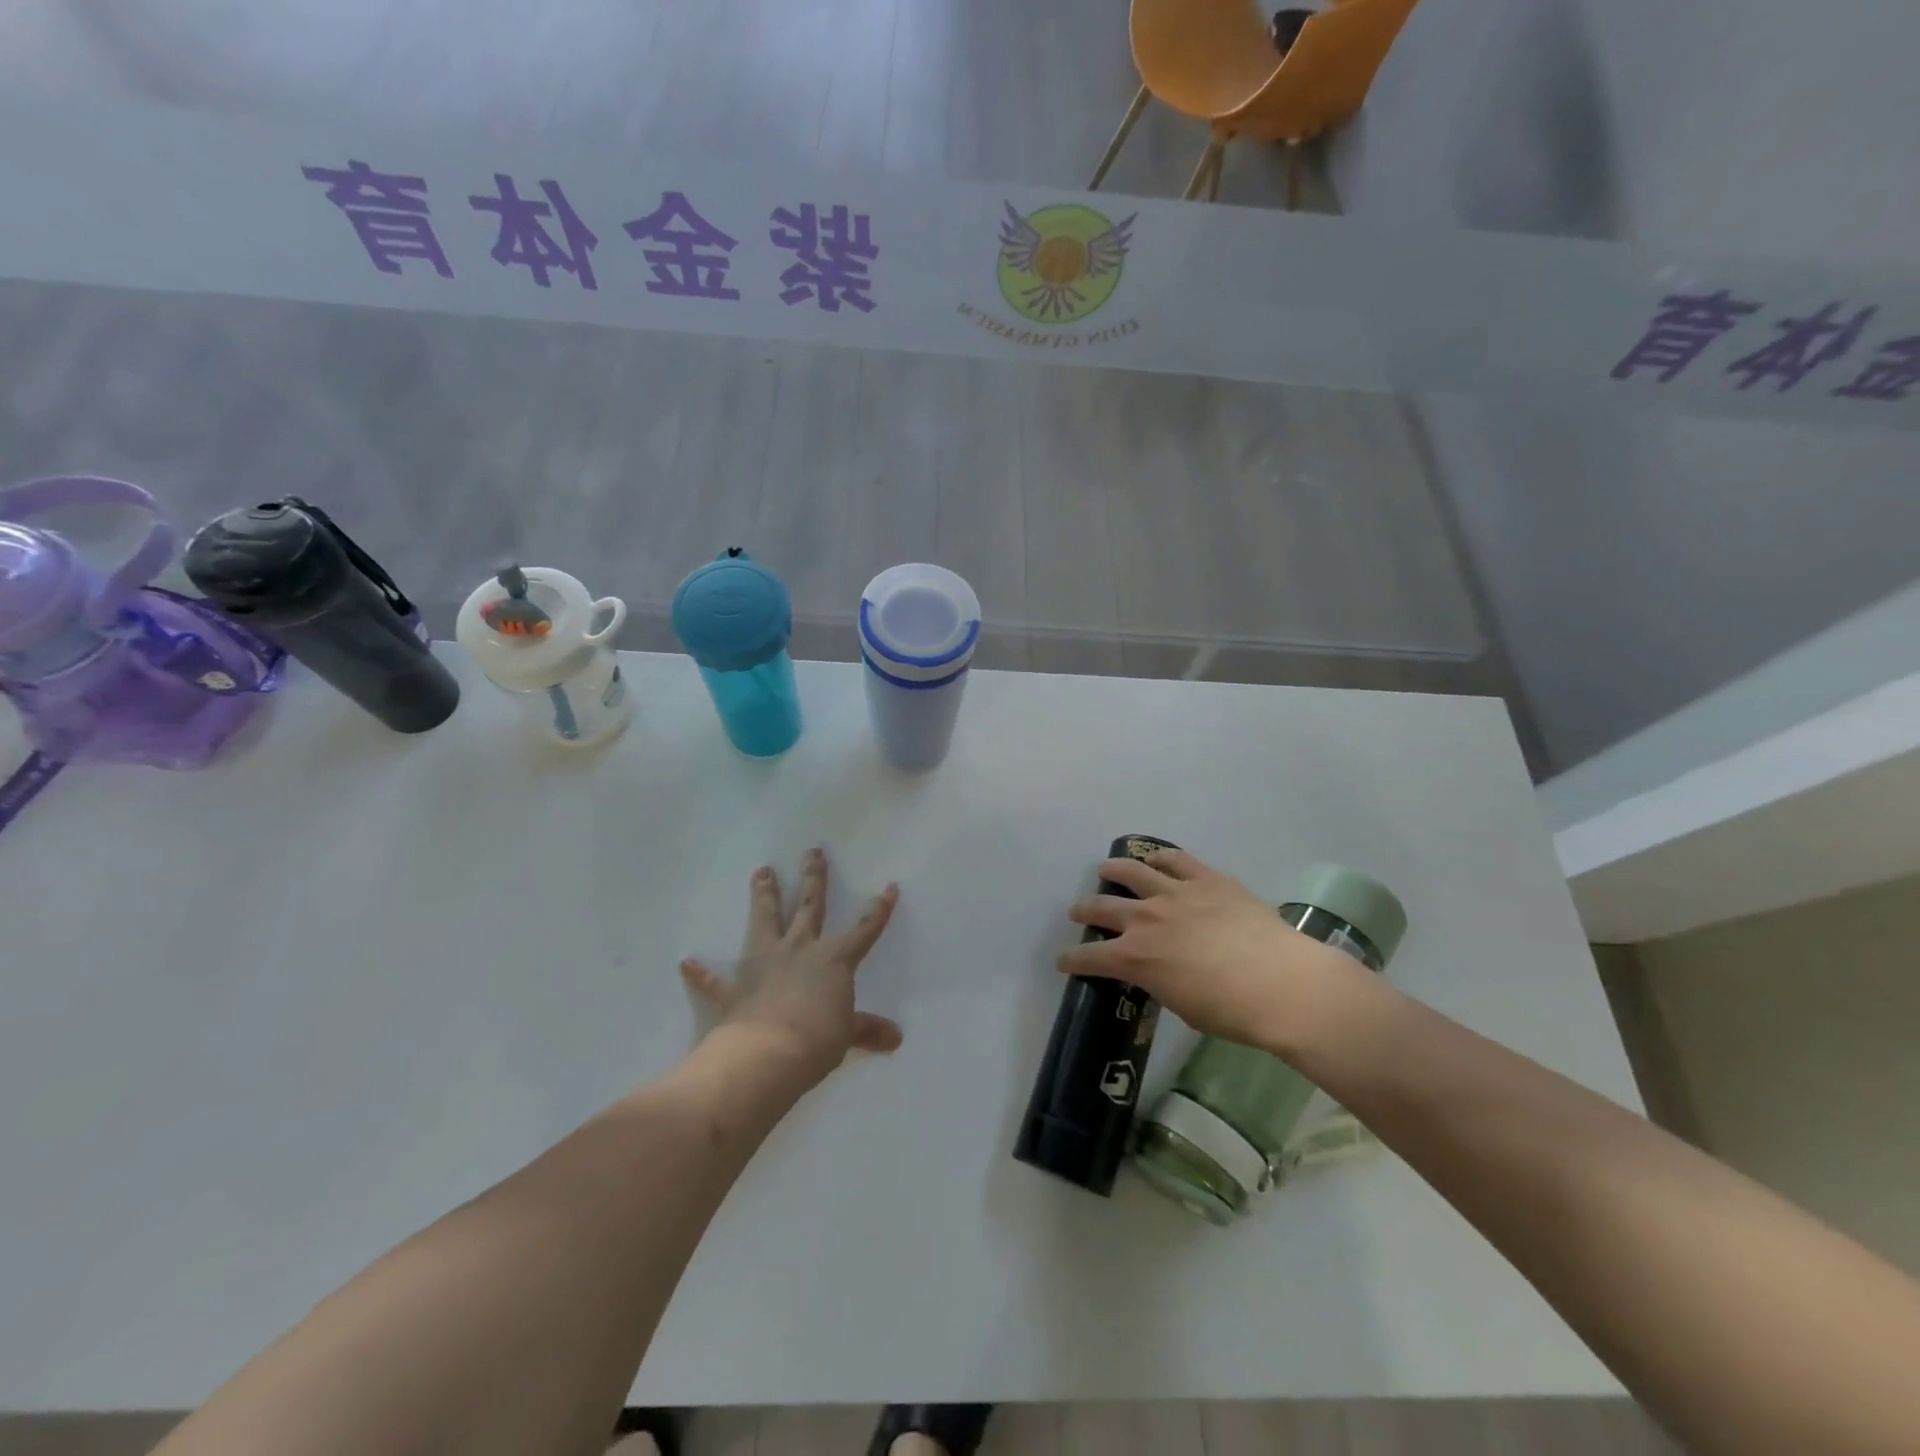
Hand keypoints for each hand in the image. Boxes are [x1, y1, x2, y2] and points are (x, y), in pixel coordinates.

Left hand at [680, 848, 902, 1087]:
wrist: (766, 1056)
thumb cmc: (817, 1040)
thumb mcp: (847, 1035)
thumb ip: (868, 1030)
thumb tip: (896, 1038)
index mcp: (834, 959)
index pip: (864, 929)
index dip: (879, 909)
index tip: (889, 886)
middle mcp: (800, 950)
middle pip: (809, 906)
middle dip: (813, 877)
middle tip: (812, 851)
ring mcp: (765, 964)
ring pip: (765, 920)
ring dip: (763, 896)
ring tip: (761, 871)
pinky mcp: (735, 989)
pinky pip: (715, 980)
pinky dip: (702, 972)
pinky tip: (687, 962)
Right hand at [1058, 848, 1362, 1052]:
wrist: (1281, 983)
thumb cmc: (1231, 1011)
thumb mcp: (1181, 1006)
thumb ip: (1159, 982)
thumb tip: (1157, 971)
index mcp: (1136, 958)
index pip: (1091, 957)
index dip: (1072, 959)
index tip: (1063, 960)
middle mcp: (1146, 919)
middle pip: (1103, 908)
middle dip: (1085, 910)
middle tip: (1078, 910)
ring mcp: (1175, 893)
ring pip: (1133, 872)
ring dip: (1114, 870)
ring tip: (1106, 869)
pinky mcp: (1205, 879)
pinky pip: (1175, 860)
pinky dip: (1160, 857)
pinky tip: (1156, 858)